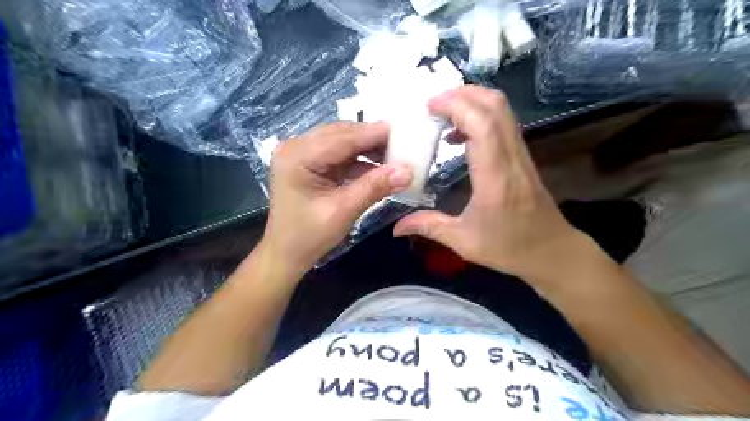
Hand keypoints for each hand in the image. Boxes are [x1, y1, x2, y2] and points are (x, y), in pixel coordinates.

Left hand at [261, 122, 409, 271]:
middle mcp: (297, 147)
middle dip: (373, 139)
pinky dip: (360, 160)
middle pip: (342, 134)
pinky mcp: (310, 163)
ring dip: (368, 149)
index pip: (342, 138)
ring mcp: (302, 154)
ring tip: (395, 156)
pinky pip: (340, 155)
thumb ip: (374, 187)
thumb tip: (407, 171)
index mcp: (297, 156)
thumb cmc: (308, 236)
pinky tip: (379, 167)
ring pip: (343, 142)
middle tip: (404, 144)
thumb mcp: (343, 211)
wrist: (286, 254)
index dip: (375, 134)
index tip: (405, 132)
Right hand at [394, 87, 598, 286]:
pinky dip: (480, 116)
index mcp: (495, 178)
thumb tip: (396, 226)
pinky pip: (503, 123)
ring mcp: (520, 154)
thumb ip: (428, 227)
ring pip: (502, 110)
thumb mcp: (463, 241)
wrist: (551, 251)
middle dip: (463, 94)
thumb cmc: (508, 248)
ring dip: (472, 101)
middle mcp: (511, 158)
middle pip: (495, 106)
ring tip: (443, 114)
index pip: (483, 126)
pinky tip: (459, 135)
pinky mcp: (521, 156)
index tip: (429, 106)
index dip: (457, 106)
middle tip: (433, 105)